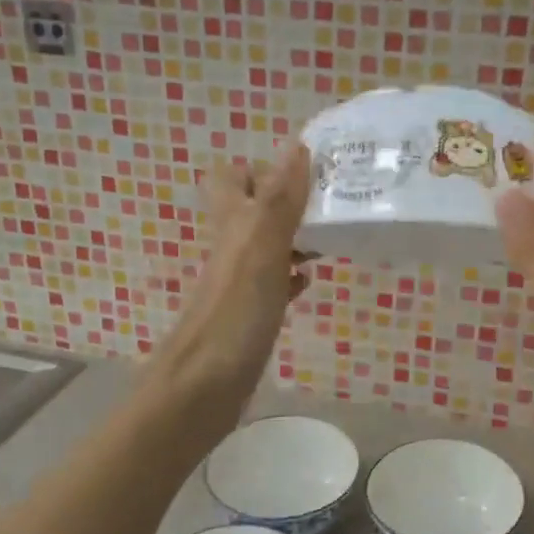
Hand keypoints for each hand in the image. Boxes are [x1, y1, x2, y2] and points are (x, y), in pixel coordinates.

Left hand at [153, 144, 314, 402]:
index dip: (265, 167)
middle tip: (330, 205)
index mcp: (231, 223)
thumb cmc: (234, 315)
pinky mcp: (248, 313)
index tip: (309, 173)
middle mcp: (232, 246)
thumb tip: (298, 144)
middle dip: (290, 201)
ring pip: (267, 243)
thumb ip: (280, 199)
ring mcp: (238, 281)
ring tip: (331, 237)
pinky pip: (272, 281)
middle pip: (255, 208)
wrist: (202, 388)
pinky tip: (310, 282)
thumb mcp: (261, 248)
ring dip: (296, 236)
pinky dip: (291, 276)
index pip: (234, 175)